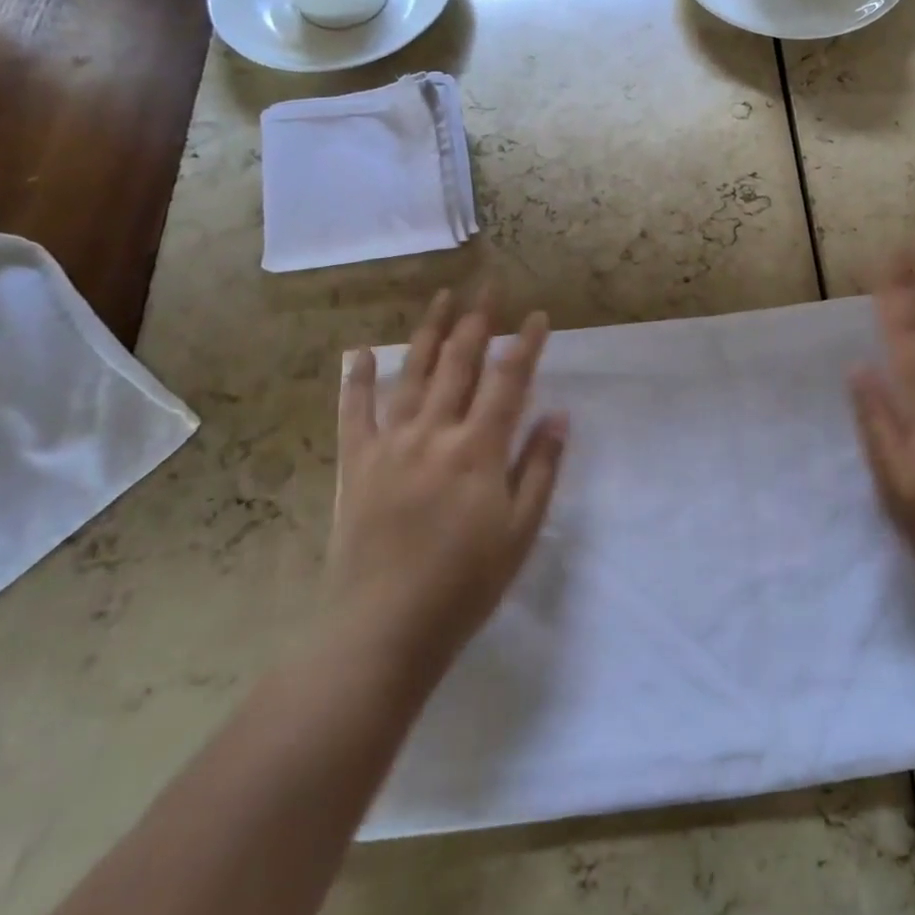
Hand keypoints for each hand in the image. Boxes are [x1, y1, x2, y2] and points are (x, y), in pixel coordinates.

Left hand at [331, 289, 567, 670]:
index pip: (508, 381)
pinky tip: (359, 353)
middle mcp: (434, 432)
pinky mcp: (357, 463)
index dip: (525, 344)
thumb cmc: (464, 585)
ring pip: (412, 373)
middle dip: (477, 320)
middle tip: (488, 285)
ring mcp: (390, 443)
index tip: (536, 316)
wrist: (383, 629)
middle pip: (459, 363)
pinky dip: (357, 379)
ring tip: (441, 297)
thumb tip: (560, 415)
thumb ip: (540, 467)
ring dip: (428, 332)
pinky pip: (354, 411)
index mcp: (478, 449)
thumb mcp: (520, 531)